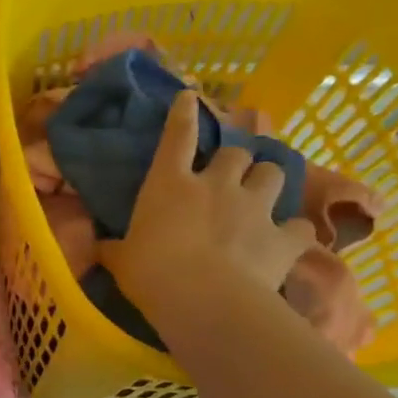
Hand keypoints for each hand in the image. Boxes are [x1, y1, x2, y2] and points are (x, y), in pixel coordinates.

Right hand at [98, 90, 315, 326]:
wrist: (205, 301)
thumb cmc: (151, 273)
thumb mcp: (121, 260)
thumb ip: (115, 248)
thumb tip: (99, 247)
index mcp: (170, 183)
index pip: (177, 136)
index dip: (183, 113)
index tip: (190, 96)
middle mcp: (216, 185)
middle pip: (236, 152)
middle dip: (236, 160)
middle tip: (230, 174)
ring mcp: (254, 207)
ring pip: (273, 174)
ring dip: (267, 182)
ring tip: (262, 196)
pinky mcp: (283, 236)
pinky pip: (298, 226)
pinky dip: (292, 231)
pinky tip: (287, 240)